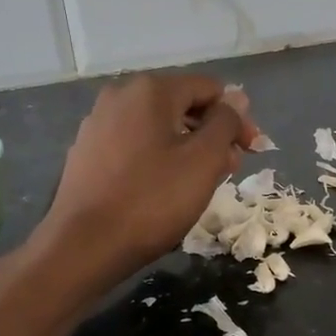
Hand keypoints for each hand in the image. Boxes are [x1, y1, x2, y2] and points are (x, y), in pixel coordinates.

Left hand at [36, 74, 256, 286]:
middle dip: (211, 133)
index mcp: (150, 90)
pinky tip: (164, 189)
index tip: (251, 151)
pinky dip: (158, 159)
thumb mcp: (203, 161)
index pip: (209, 89)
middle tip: (230, 169)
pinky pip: (134, 146)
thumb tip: (236, 97)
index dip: (236, 117)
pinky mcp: (86, 153)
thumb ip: (225, 123)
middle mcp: (120, 96)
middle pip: (181, 105)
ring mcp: (98, 124)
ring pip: (158, 127)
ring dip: (186, 148)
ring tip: (201, 183)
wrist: (83, 246)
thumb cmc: (152, 200)